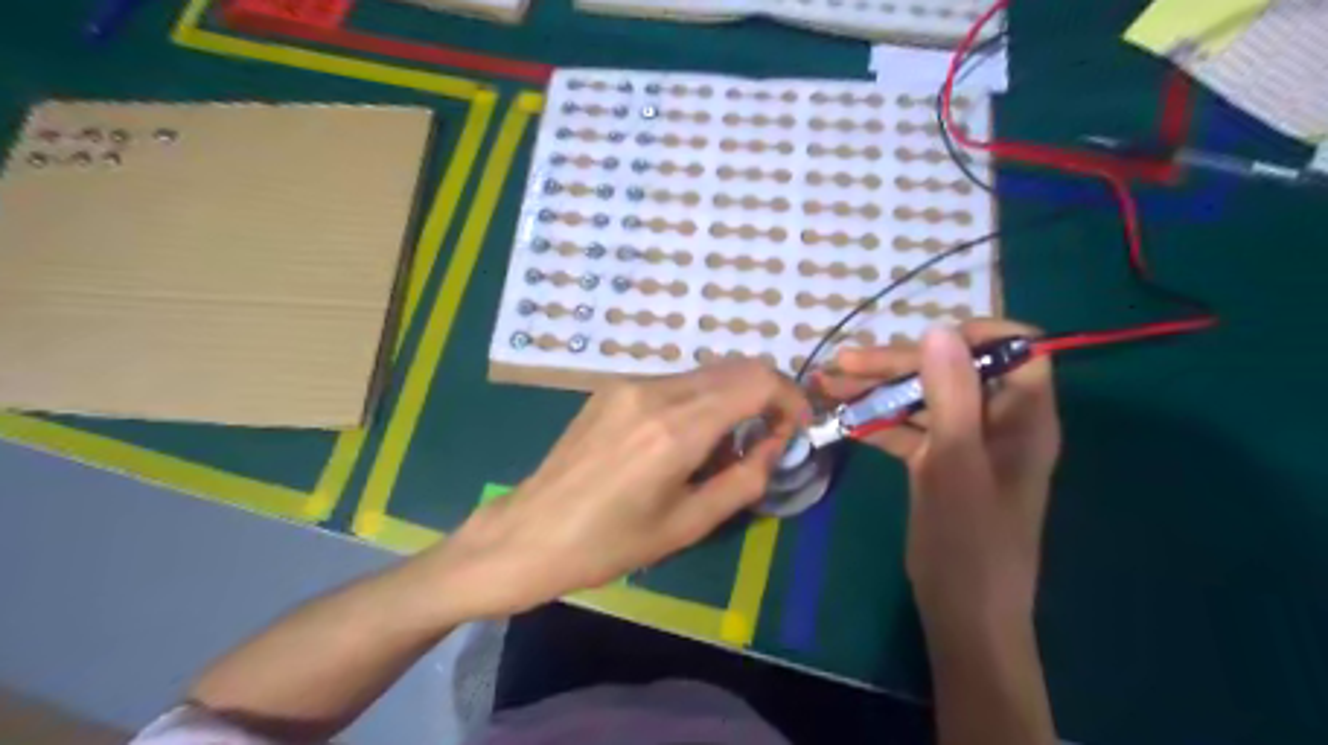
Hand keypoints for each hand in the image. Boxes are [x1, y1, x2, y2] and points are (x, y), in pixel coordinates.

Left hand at [431, 357, 802, 617]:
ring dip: (731, 397)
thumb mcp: (688, 525)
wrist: (528, 533)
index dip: (790, 397)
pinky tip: (682, 438)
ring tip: (721, 447)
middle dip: (765, 395)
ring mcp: (628, 383)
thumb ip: (744, 480)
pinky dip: (698, 398)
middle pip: (735, 367)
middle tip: (766, 438)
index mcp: (677, 429)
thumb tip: (774, 446)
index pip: (757, 381)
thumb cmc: (609, 543)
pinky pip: (674, 380)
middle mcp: (655, 391)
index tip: (795, 427)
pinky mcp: (610, 387)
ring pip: (705, 372)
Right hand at [821, 321, 1060, 632]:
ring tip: (826, 385)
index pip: (1018, 349)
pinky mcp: (938, 462)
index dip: (975, 335)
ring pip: (921, 399)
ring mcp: (964, 442)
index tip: (924, 340)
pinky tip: (841, 419)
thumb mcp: (956, 463)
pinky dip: (876, 422)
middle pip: (950, 371)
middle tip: (842, 365)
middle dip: (895, 365)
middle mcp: (997, 421)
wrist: (962, 612)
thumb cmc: (969, 542)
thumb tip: (938, 329)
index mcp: (1022, 416)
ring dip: (876, 391)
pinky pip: (908, 429)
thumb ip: (951, 395)